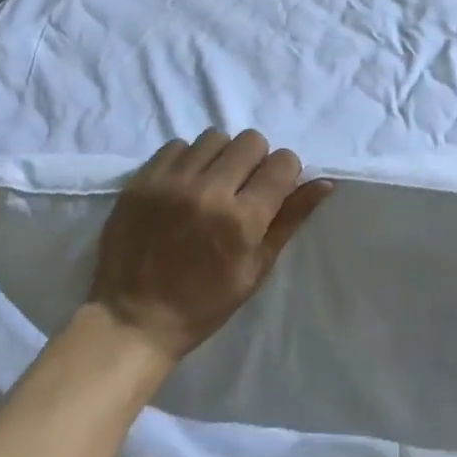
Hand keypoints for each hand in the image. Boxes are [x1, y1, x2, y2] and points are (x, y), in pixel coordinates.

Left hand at [87, 128, 333, 364]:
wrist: (132, 319)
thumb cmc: (204, 303)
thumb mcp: (256, 269)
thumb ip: (290, 219)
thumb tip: (325, 182)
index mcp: (243, 219)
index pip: (282, 162)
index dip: (284, 173)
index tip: (273, 189)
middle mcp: (209, 191)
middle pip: (251, 140)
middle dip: (255, 160)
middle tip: (242, 187)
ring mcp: (172, 181)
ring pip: (215, 137)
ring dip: (221, 156)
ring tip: (211, 183)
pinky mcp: (142, 179)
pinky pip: (177, 145)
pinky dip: (187, 159)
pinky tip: (183, 185)